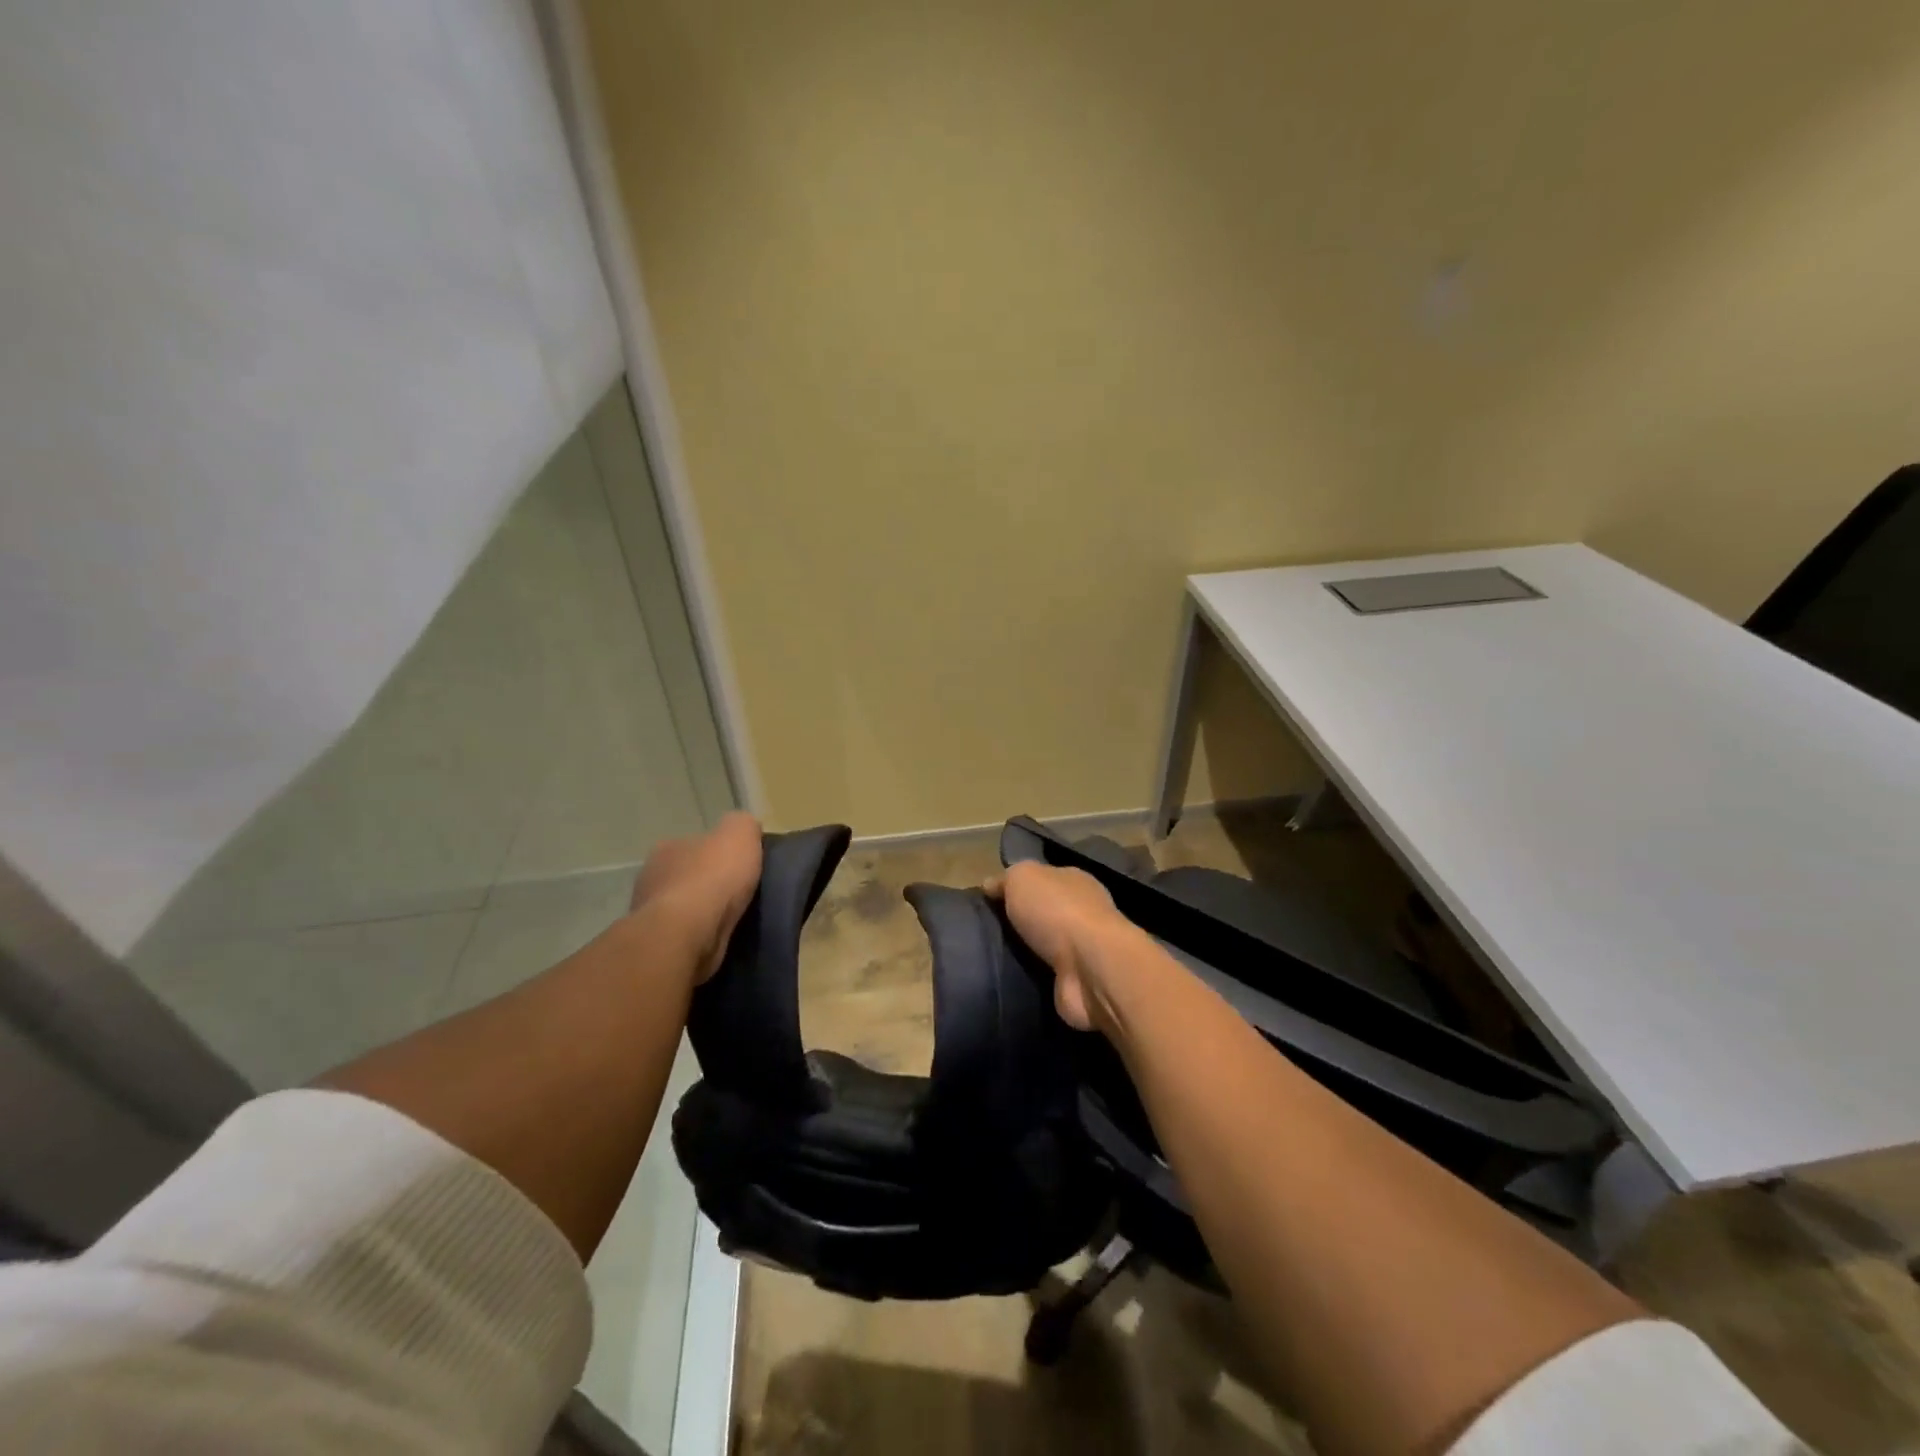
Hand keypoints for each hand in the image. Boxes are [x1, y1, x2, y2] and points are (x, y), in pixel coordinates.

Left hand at [630, 811, 762, 983]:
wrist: (685, 935)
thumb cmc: (712, 879)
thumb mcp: (739, 834)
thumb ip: (742, 825)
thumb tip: (746, 830)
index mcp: (668, 848)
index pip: (695, 844)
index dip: (718, 852)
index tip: (739, 864)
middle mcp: (652, 877)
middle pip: (687, 876)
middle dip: (708, 883)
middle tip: (739, 893)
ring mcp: (649, 914)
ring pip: (683, 908)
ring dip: (702, 913)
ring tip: (734, 920)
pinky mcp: (657, 946)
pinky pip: (684, 936)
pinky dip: (699, 937)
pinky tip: (719, 940)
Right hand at [984, 861, 1131, 1031]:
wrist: (1090, 969)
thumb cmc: (1057, 912)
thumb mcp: (1023, 878)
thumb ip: (1006, 879)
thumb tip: (990, 885)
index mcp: (1074, 881)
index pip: (1043, 879)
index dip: (1017, 887)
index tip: (989, 900)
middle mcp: (1082, 912)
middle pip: (1044, 913)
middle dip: (1020, 922)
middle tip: (986, 931)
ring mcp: (1083, 950)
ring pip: (1045, 946)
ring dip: (1024, 953)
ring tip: (991, 958)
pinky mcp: (1076, 982)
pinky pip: (1046, 976)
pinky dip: (1031, 979)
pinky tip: (1009, 980)